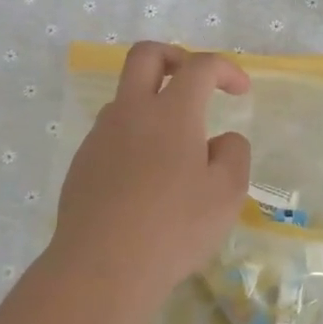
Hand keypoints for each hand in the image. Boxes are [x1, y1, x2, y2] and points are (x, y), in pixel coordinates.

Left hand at [52, 43, 251, 301]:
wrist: (101, 268)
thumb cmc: (174, 228)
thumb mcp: (227, 194)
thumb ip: (233, 154)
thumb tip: (220, 140)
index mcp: (171, 112)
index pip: (200, 66)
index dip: (225, 68)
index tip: (241, 90)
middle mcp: (131, 112)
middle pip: (146, 55)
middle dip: (175, 56)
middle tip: (195, 81)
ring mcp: (100, 136)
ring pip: (126, 97)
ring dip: (152, 103)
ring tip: (176, 147)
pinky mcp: (82, 164)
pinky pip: (112, 134)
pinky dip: (134, 138)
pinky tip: (146, 180)